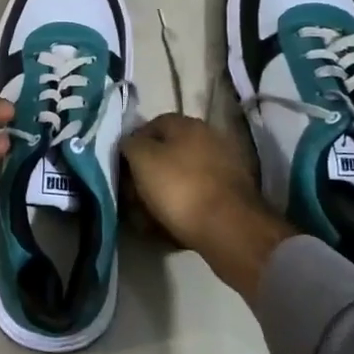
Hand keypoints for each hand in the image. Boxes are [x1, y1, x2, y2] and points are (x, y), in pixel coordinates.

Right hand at [120, 113, 289, 301]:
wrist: (229, 229)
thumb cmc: (179, 187)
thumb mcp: (142, 159)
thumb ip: (130, 144)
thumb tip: (129, 143)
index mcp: (188, 124)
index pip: (151, 125)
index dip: (133, 145)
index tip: (122, 168)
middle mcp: (209, 139)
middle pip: (167, 152)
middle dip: (147, 172)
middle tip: (132, 195)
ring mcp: (224, 167)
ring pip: (181, 177)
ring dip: (162, 193)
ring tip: (146, 217)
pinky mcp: (232, 195)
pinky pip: (197, 197)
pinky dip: (182, 207)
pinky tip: (169, 225)